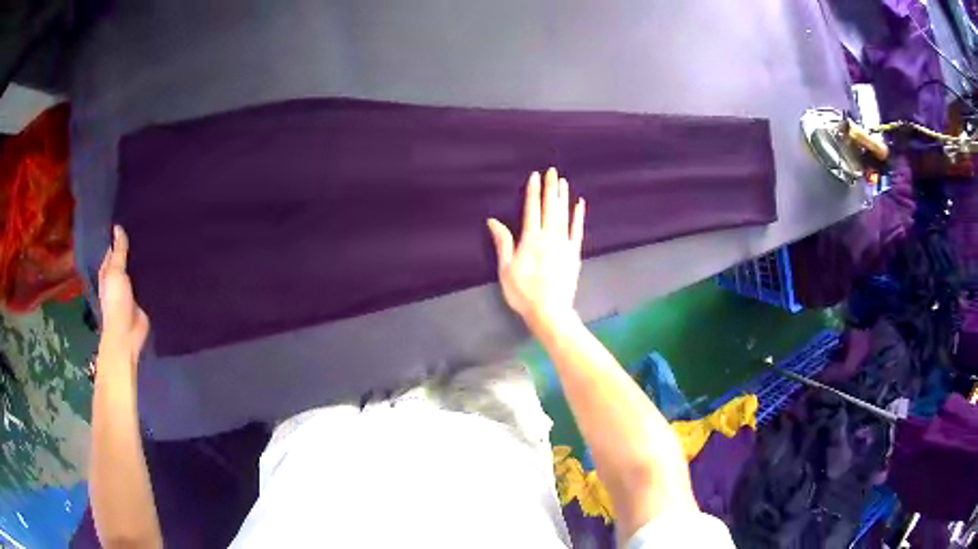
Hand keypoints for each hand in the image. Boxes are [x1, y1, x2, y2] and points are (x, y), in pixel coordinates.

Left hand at [98, 226, 149, 366]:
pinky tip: (161, 264)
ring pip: (136, 269)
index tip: (132, 219)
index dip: (120, 236)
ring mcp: (130, 289)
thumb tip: (117, 227)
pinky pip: (147, 282)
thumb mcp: (115, 272)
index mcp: (107, 271)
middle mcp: (117, 278)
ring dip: (143, 260)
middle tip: (148, 227)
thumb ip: (119, 251)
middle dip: (133, 247)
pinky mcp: (142, 298)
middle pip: (125, 258)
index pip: (113, 248)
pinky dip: (152, 275)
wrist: (127, 333)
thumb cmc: (116, 301)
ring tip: (157, 241)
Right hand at [487, 168, 585, 328]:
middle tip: (553, 171)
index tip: (535, 176)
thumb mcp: (505, 269)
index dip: (533, 191)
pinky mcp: (574, 253)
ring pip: (563, 215)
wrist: (549, 311)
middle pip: (549, 208)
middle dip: (550, 188)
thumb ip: (502, 243)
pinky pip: (577, 230)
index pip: (532, 209)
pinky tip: (580, 204)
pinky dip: (579, 216)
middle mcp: (549, 237)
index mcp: (530, 239)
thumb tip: (493, 220)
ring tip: (563, 182)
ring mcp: (564, 244)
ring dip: (563, 197)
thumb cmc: (523, 293)